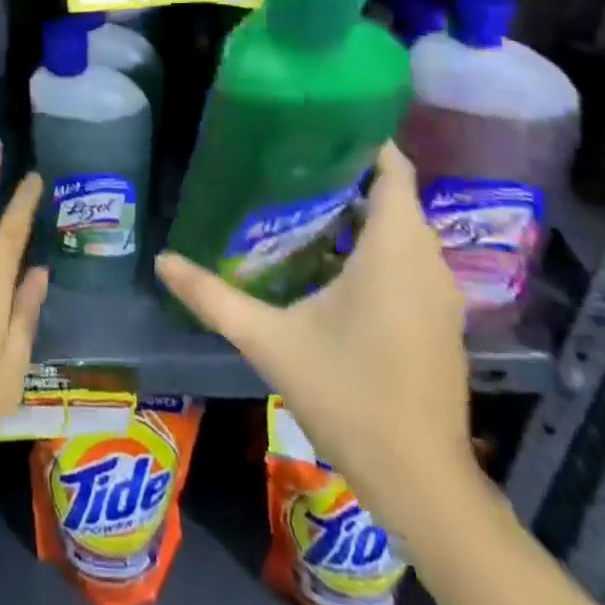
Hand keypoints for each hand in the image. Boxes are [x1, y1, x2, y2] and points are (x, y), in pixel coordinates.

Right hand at [155, 141, 473, 537]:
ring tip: (305, 196)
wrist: (422, 483)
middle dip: (349, 172)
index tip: (318, 121)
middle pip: (395, 195)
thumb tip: (162, 260)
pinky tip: (332, 256)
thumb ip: (213, 296)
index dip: (364, 138)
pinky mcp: (441, 320)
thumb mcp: (270, 341)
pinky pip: (411, 258)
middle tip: (293, 158)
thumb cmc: (349, 396)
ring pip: (404, 229)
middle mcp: (426, 261)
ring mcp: (440, 293)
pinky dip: (378, 242)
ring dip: (363, 209)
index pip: (393, 168)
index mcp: (394, 249)